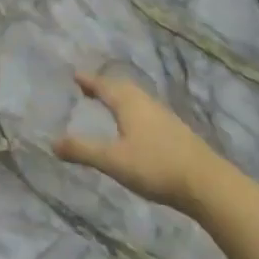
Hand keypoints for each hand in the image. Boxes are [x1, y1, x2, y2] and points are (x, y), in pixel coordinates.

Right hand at [55, 72, 223, 212]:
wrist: (206, 183)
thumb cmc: (155, 166)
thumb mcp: (113, 160)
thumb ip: (83, 150)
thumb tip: (52, 142)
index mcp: (130, 104)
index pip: (105, 86)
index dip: (90, 81)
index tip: (75, 75)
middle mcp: (147, 104)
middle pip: (123, 88)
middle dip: (105, 86)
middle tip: (89, 88)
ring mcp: (164, 117)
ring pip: (138, 99)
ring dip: (121, 97)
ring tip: (110, 103)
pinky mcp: (176, 132)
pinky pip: (148, 111)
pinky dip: (134, 111)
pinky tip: (136, 126)